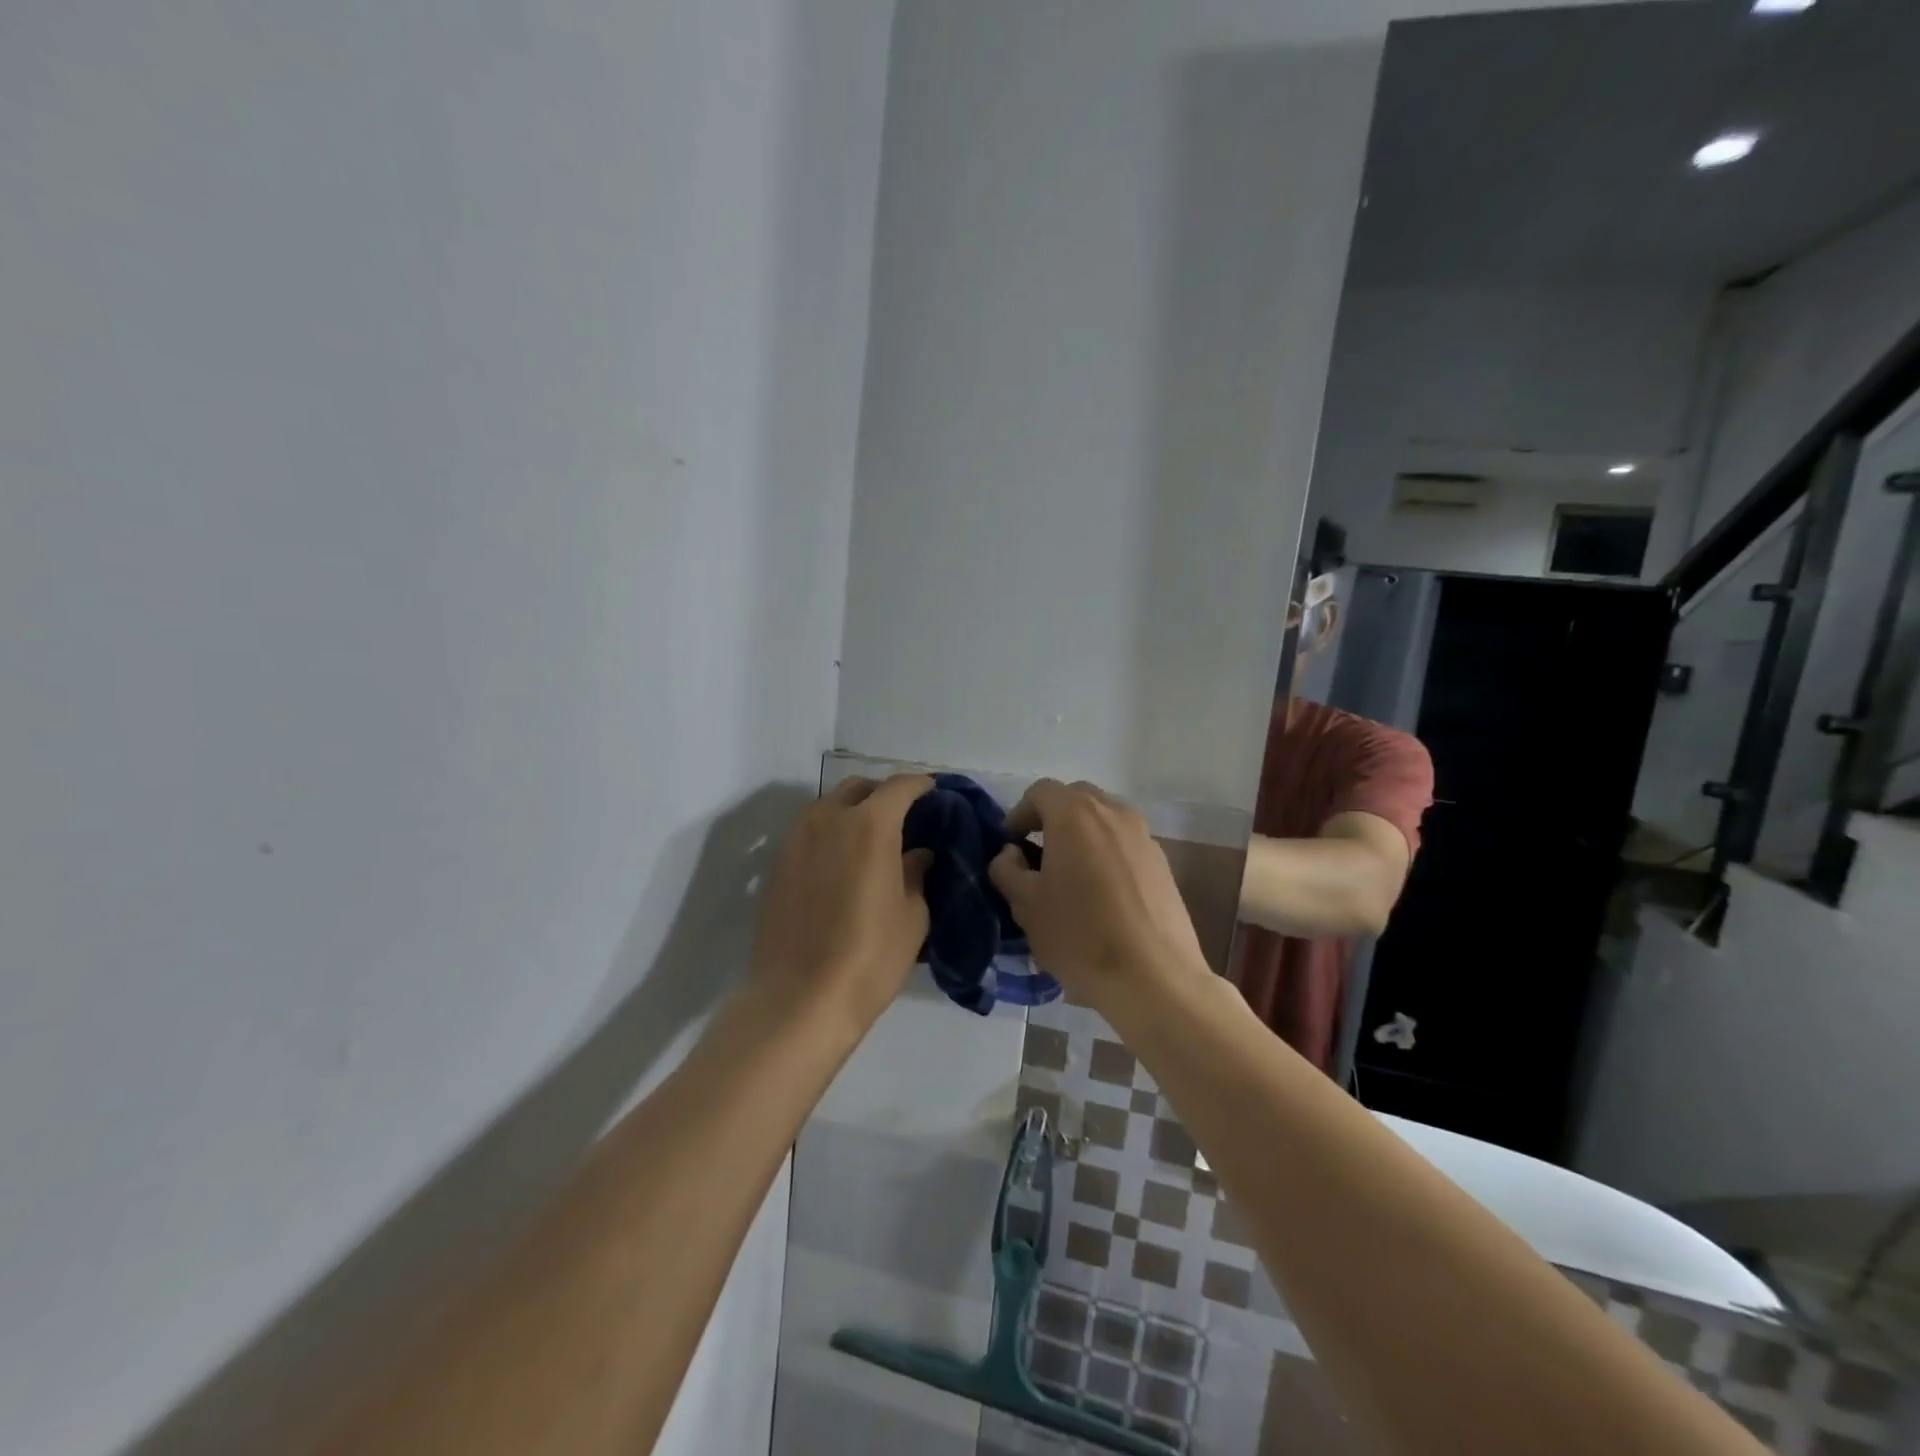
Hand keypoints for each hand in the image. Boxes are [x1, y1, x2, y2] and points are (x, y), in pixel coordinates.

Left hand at [746, 774, 933, 1032]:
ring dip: (852, 811)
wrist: (799, 998)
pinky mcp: (776, 863)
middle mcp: (828, 818)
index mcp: (870, 825)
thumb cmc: (870, 956)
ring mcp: (796, 839)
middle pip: (859, 788)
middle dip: (883, 794)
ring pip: (828, 806)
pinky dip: (829, 834)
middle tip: (902, 817)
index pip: (900, 786)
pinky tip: (841, 863)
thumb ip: (916, 873)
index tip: (933, 793)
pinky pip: (808, 832)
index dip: (921, 786)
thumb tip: (917, 854)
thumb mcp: (912, 916)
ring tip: (870, 840)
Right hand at [988, 779, 1209, 1016]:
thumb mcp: (1026, 905)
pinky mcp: (1162, 863)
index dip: (1019, 814)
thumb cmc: (1080, 936)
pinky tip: (1101, 894)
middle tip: (1037, 853)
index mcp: (1075, 814)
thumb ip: (1008, 869)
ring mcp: (1144, 836)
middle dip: (1052, 818)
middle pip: (1076, 798)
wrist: (1154, 978)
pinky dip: (1107, 853)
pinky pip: (1125, 843)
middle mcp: (1114, 812)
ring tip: (1070, 874)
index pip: (1040, 792)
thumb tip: (1011, 854)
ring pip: (1105, 819)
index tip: (1010, 845)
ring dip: (1082, 835)